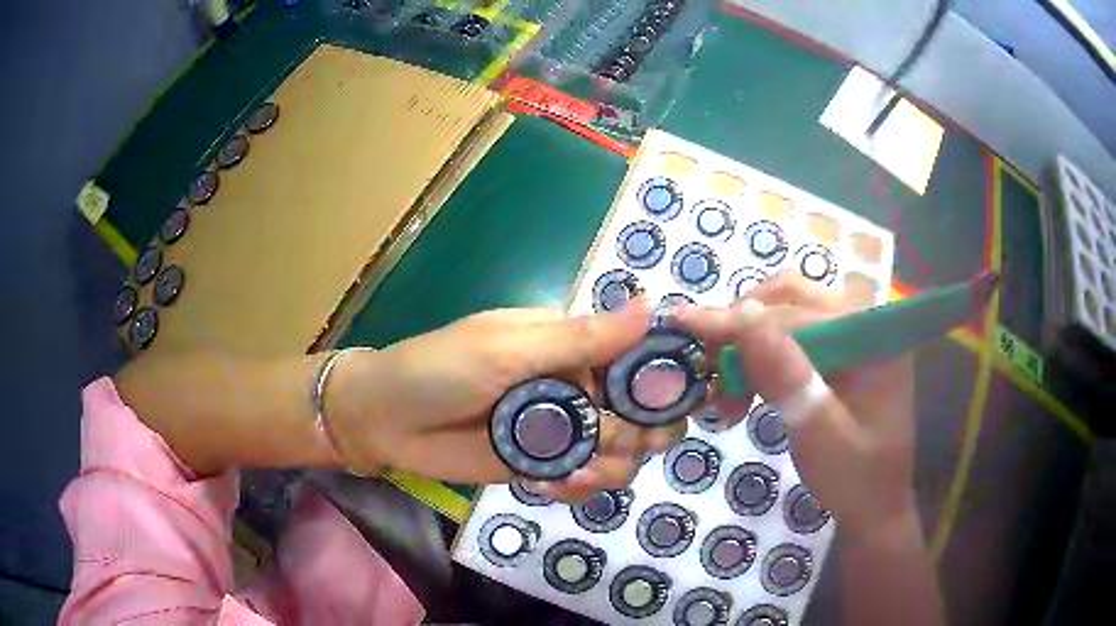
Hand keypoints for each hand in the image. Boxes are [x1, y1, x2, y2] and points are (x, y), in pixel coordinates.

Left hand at [326, 301, 688, 501]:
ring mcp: (561, 428)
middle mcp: (575, 385)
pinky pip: (586, 479)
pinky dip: (580, 487)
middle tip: (616, 445)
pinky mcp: (543, 464)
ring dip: (609, 466)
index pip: (638, 357)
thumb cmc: (438, 370)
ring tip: (571, 473)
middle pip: (641, 412)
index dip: (663, 380)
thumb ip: (579, 339)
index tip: (673, 406)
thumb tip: (652, 306)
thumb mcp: (506, 349)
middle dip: (640, 433)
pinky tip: (549, 488)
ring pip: (621, 451)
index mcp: (571, 344)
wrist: (385, 421)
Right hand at [676, 272, 916, 534]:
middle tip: (704, 363)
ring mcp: (850, 335)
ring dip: (747, 342)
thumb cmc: (855, 478)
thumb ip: (786, 376)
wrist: (875, 506)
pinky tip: (742, 389)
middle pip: (791, 299)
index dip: (739, 321)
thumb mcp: (820, 434)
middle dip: (741, 327)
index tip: (684, 325)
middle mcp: (863, 322)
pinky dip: (759, 358)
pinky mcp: (837, 353)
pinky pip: (790, 338)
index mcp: (872, 335)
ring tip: (721, 387)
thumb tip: (742, 313)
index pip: (796, 313)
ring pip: (786, 313)